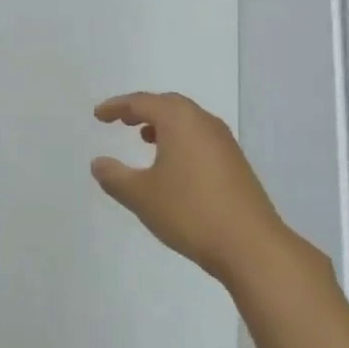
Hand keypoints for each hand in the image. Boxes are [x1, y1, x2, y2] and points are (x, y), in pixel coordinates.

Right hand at [91, 92, 286, 284]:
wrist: (249, 245)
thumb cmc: (189, 212)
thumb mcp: (141, 196)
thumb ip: (115, 177)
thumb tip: (99, 163)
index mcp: (180, 121)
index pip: (142, 102)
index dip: (117, 106)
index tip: (99, 115)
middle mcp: (204, 123)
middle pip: (169, 105)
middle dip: (142, 110)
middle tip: (121, 120)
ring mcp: (225, 143)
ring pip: (188, 121)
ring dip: (163, 125)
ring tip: (144, 138)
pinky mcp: (235, 163)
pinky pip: (200, 138)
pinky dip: (180, 140)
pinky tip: (172, 165)